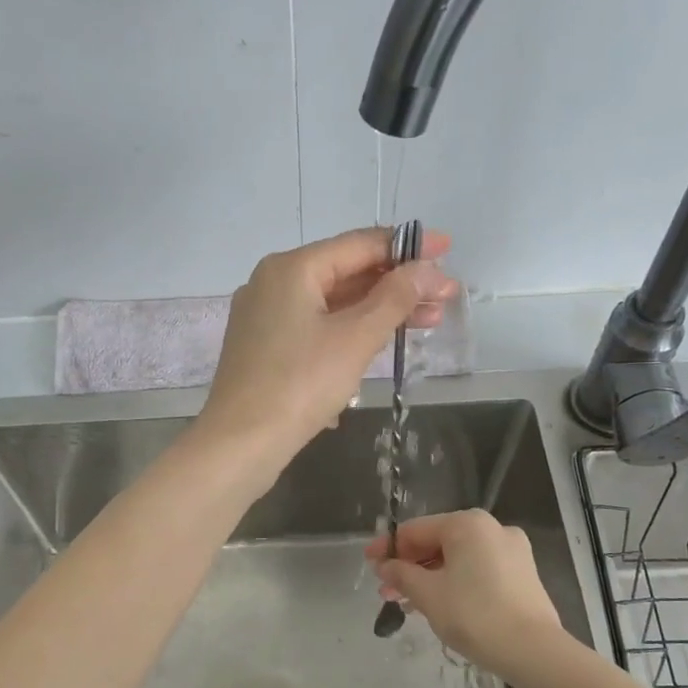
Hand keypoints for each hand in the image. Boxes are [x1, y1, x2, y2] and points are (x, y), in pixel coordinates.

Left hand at [196, 227, 456, 476]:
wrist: (239, 444)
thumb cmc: (300, 385)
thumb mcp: (355, 338)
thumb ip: (395, 298)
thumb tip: (427, 268)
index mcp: (291, 268)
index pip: (360, 244)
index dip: (407, 246)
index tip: (447, 248)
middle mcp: (273, 283)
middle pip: (346, 272)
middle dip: (398, 284)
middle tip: (445, 296)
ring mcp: (265, 316)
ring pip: (332, 303)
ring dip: (379, 311)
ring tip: (428, 322)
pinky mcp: (265, 348)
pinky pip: (316, 327)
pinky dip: (350, 331)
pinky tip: (381, 344)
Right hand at [365, 510, 565, 682]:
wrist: (533, 651)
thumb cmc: (474, 615)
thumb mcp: (427, 594)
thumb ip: (401, 574)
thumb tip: (385, 566)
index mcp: (467, 524)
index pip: (416, 530)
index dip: (388, 548)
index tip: (368, 564)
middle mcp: (492, 528)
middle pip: (438, 542)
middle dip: (409, 566)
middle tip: (386, 590)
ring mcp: (511, 550)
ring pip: (458, 558)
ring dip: (430, 577)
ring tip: (407, 603)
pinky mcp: (522, 574)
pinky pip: (477, 570)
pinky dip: (454, 582)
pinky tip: (439, 604)